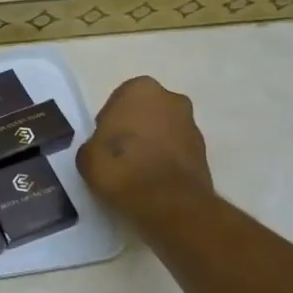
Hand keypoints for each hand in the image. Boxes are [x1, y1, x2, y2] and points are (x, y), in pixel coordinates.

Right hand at [77, 76, 213, 219]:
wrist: (169, 204)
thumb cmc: (122, 169)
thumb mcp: (87, 156)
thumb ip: (94, 144)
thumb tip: (102, 150)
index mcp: (141, 89)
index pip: (117, 101)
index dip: (109, 124)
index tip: (103, 145)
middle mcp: (171, 99)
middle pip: (145, 112)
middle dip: (135, 129)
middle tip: (119, 156)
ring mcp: (192, 125)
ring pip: (163, 130)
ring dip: (152, 144)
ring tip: (136, 173)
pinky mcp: (205, 152)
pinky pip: (176, 151)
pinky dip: (166, 161)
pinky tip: (153, 182)